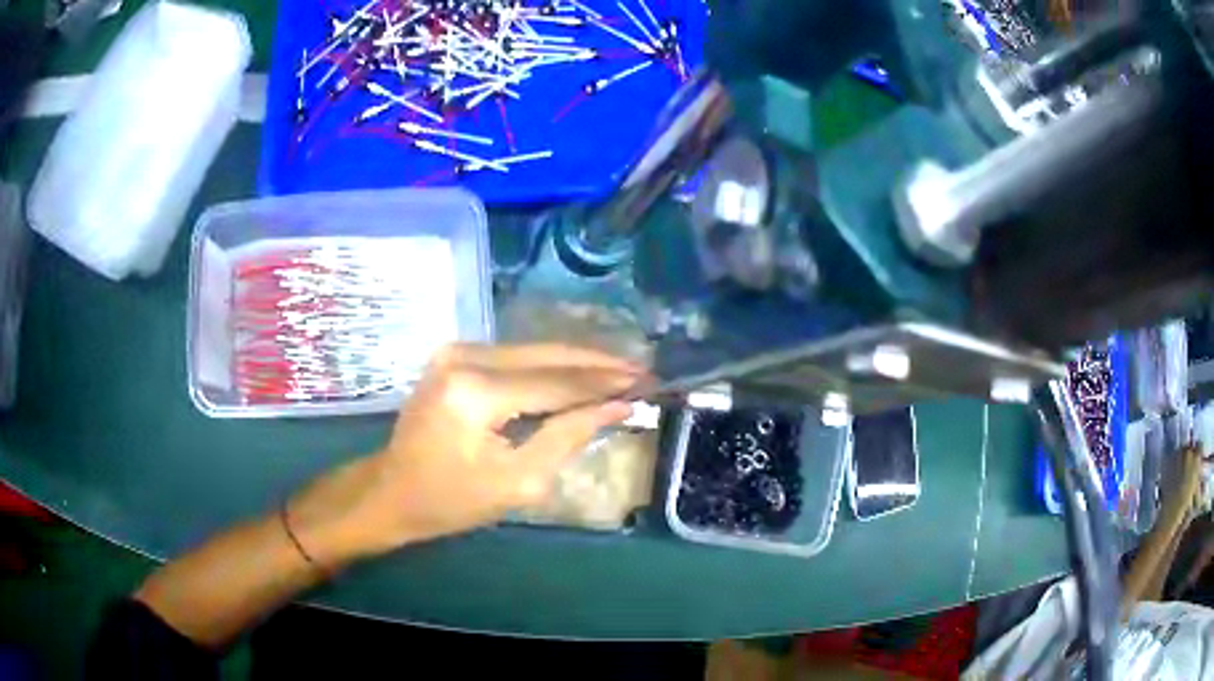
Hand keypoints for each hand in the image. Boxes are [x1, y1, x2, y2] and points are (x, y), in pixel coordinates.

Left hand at [286, 344, 644, 567]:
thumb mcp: (517, 482)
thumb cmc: (450, 500)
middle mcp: (465, 356)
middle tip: (644, 370)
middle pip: (548, 355)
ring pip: (534, 351)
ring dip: (578, 363)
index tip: (649, 382)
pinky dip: (551, 367)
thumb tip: (617, 406)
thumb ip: (568, 437)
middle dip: (599, 364)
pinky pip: (516, 357)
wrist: (391, 491)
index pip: (557, 382)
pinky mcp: (455, 355)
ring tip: (623, 372)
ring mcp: (456, 350)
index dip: (605, 384)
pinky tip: (581, 374)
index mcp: (475, 392)